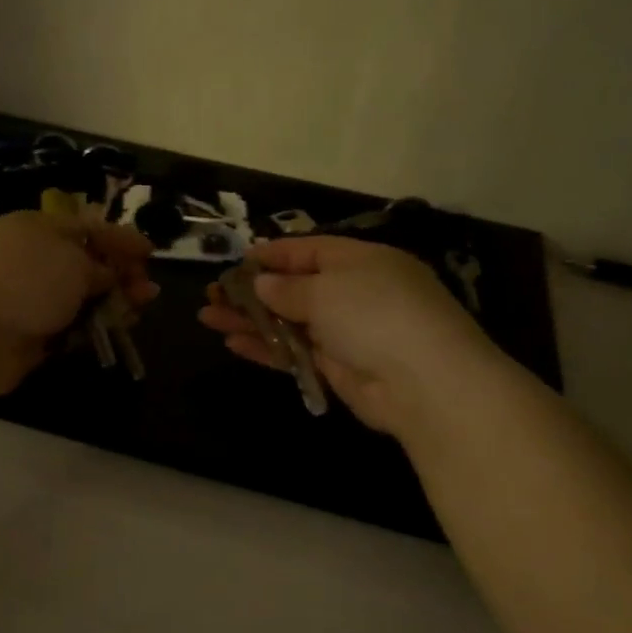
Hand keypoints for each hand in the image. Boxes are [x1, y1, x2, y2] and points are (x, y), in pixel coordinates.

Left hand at [0, 210, 157, 397]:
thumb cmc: (23, 281)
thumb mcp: (72, 261)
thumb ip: (99, 266)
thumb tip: (105, 276)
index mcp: (37, 228)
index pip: (88, 226)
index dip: (121, 238)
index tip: (151, 253)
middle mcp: (31, 260)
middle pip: (86, 264)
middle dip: (120, 275)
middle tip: (147, 291)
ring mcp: (27, 299)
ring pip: (79, 300)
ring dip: (110, 305)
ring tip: (135, 313)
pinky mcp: (26, 335)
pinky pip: (67, 329)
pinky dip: (89, 330)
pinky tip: (109, 334)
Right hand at [198, 237, 497, 436]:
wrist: (424, 383)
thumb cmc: (375, 314)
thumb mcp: (327, 289)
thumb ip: (289, 287)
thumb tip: (262, 283)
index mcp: (360, 261)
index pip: (309, 250)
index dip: (272, 254)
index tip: (237, 260)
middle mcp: (353, 293)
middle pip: (294, 288)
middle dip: (251, 291)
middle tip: (212, 294)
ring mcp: (345, 333)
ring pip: (288, 322)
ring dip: (249, 319)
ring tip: (208, 317)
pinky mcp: (338, 368)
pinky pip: (294, 352)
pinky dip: (265, 347)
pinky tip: (233, 343)